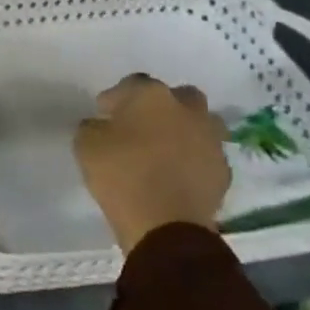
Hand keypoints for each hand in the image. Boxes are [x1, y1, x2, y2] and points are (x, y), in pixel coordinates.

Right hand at [74, 73, 230, 254]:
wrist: (166, 226)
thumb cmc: (121, 175)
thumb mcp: (86, 144)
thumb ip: (94, 126)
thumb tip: (102, 125)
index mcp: (151, 95)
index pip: (132, 83)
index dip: (116, 98)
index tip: (104, 114)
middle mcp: (187, 110)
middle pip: (177, 96)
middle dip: (161, 106)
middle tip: (141, 126)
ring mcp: (211, 140)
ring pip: (199, 124)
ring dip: (184, 130)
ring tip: (164, 150)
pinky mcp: (223, 171)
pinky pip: (206, 156)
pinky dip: (194, 160)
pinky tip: (177, 175)